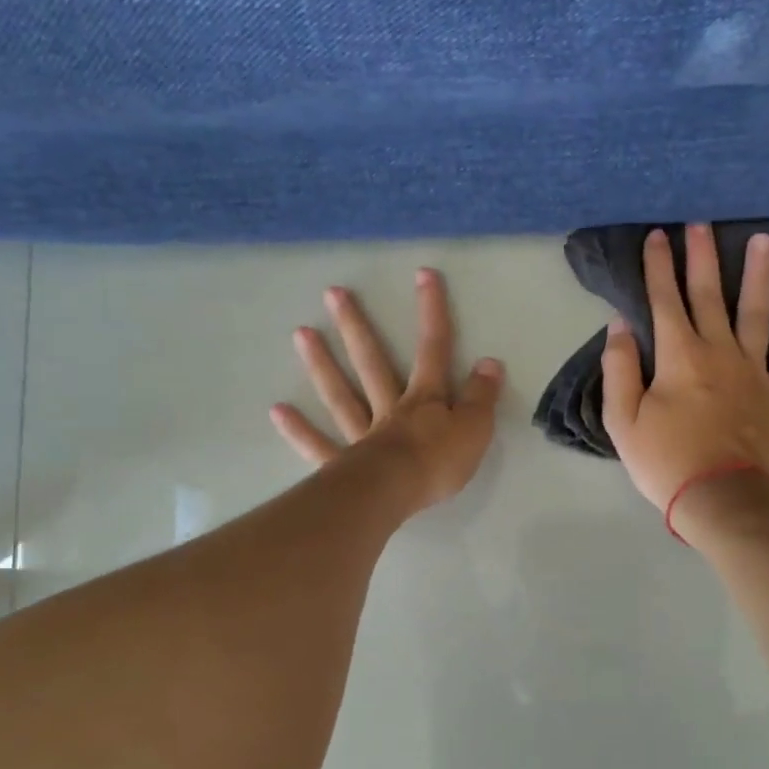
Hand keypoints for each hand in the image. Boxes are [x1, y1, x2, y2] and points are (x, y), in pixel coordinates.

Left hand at [271, 268, 504, 512]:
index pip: (433, 350)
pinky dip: (299, 430)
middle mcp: (389, 409)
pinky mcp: (343, 464)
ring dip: (321, 364)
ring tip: (301, 333)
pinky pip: (318, 445)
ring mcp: (362, 435)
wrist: (396, 494)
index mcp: (424, 400)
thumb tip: (490, 362)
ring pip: (341, 395)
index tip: (423, 274)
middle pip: (372, 363)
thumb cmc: (438, 462)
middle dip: (356, 327)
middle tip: (332, 293)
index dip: (431, 313)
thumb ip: (482, 396)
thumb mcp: (476, 428)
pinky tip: (277, 411)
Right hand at [603, 225, 768, 511]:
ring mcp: (754, 370)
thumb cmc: (666, 462)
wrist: (722, 498)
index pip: (664, 301)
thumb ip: (620, 369)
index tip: (657, 235)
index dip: (658, 266)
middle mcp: (718, 351)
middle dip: (702, 256)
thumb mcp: (623, 421)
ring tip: (764, 240)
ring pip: (757, 312)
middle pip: (709, 295)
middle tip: (702, 223)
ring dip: (759, 275)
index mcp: (678, 357)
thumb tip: (620, 326)